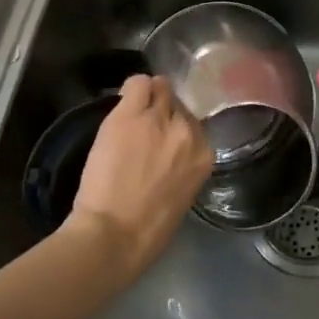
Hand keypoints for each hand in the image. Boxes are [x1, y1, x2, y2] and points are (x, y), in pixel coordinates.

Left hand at [67, 75, 209, 276]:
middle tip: (145, 125)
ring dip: (148, 97)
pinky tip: (123, 103)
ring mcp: (159, 119)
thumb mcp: (181, 196)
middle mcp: (187, 131)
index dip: (176, 127)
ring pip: (160, 88)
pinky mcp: (131, 114)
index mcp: (203, 155)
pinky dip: (132, 89)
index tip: (163, 135)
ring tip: (132, 112)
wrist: (114, 235)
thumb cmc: (147, 231)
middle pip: (178, 104)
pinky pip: (137, 83)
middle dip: (164, 111)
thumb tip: (170, 155)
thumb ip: (182, 167)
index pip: (193, 124)